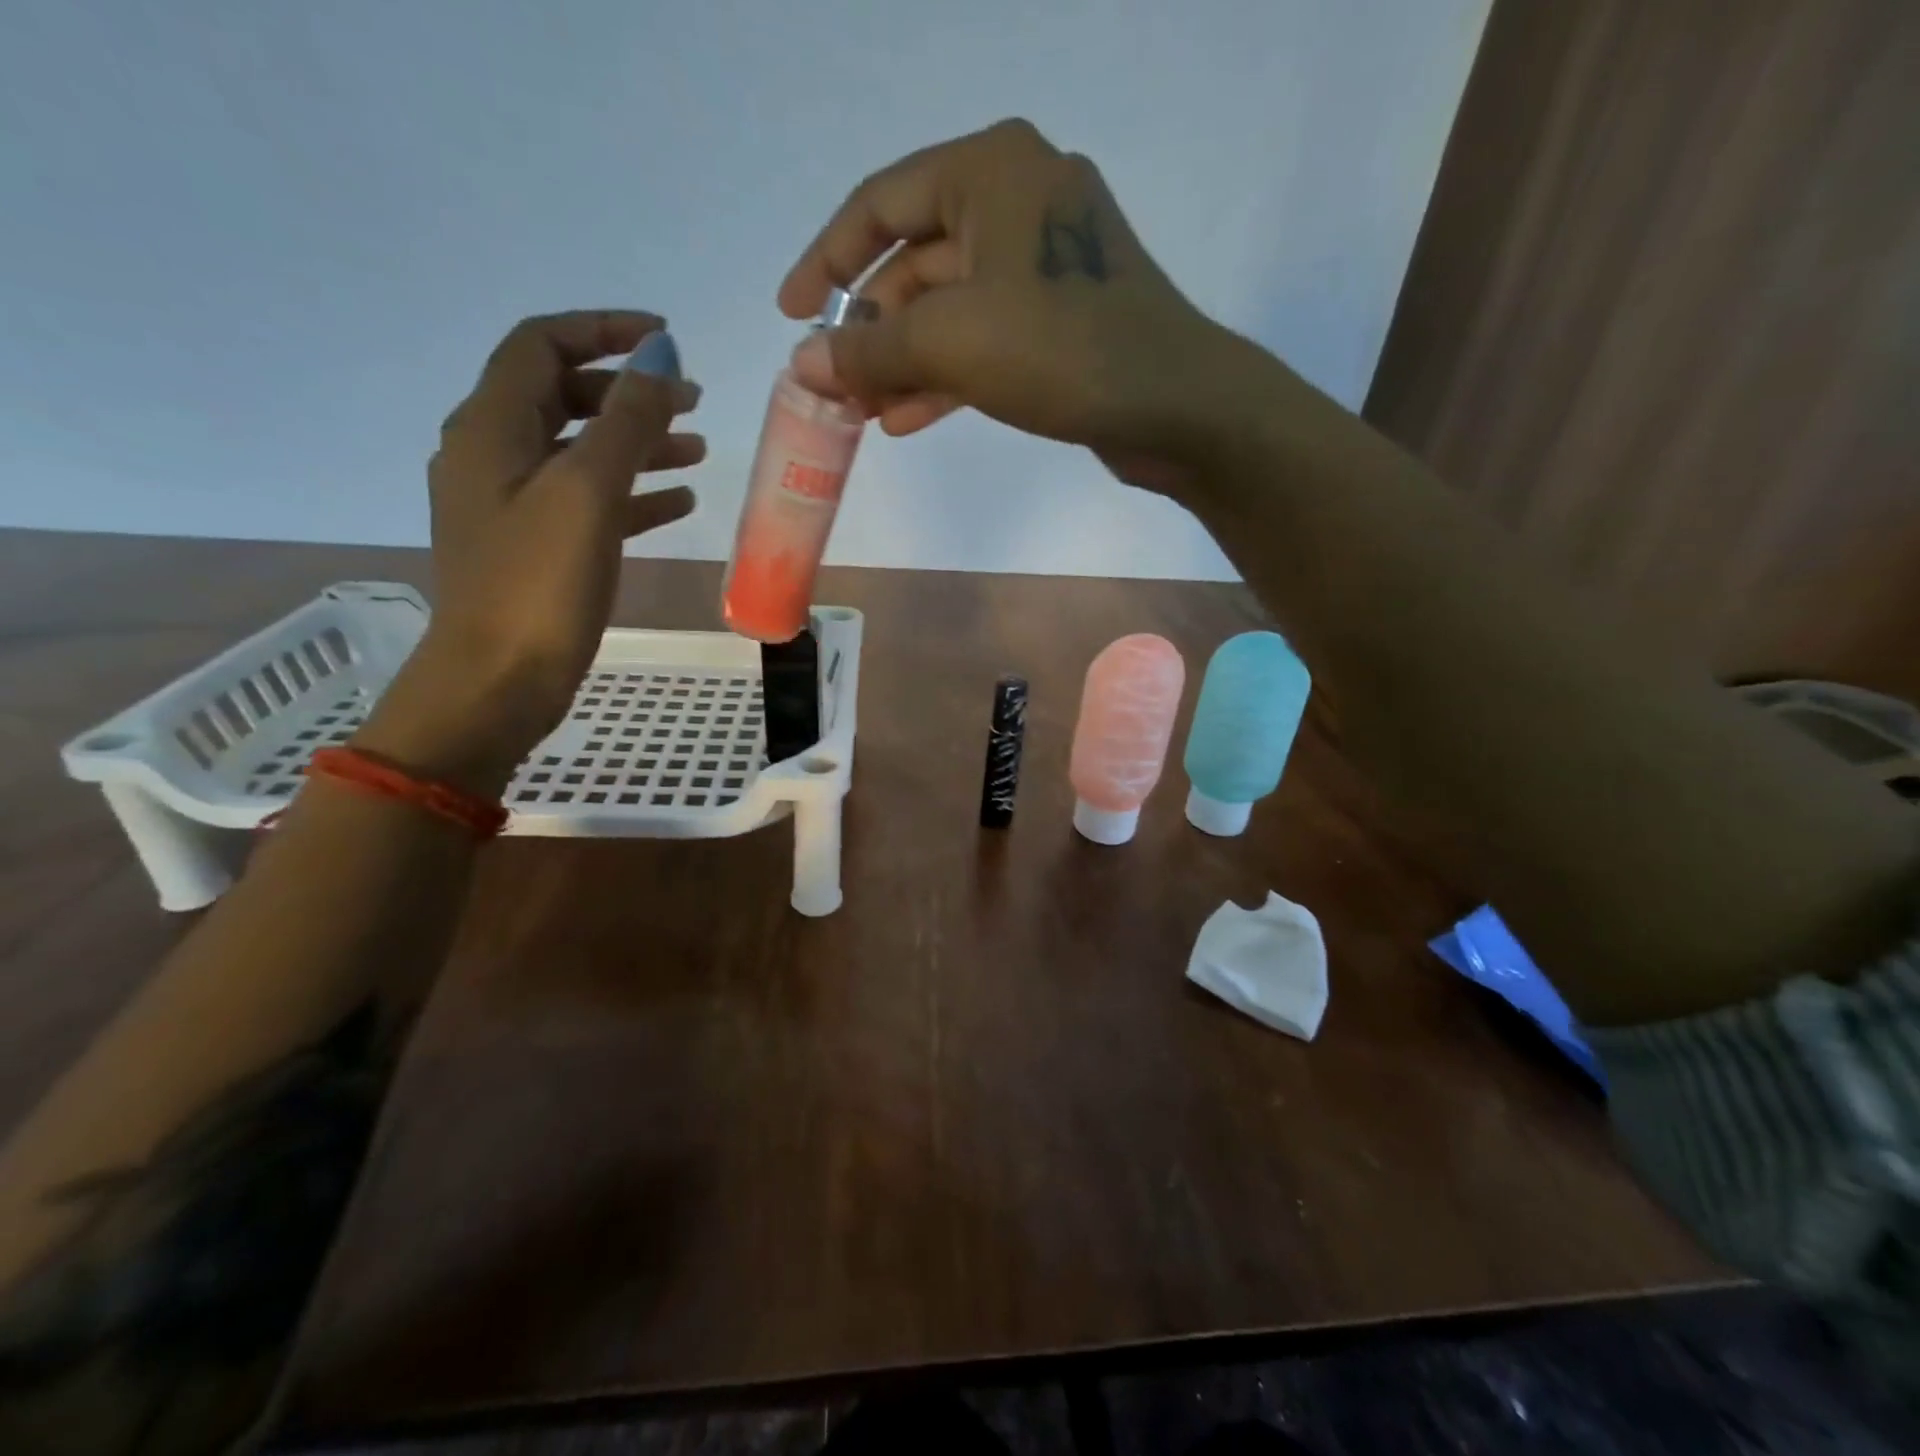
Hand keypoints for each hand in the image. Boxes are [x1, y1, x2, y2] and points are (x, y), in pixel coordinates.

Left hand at [356, 311, 703, 793]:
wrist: (498, 681)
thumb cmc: (539, 583)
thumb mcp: (587, 492)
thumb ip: (626, 421)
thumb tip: (660, 357)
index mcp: (491, 427)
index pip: (542, 344)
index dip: (603, 330)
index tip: (667, 339)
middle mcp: (494, 454)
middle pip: (563, 395)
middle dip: (629, 391)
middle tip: (693, 401)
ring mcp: (514, 505)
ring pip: (582, 451)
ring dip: (638, 443)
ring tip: (698, 450)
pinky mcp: (537, 547)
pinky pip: (589, 502)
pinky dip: (633, 493)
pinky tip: (678, 503)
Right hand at [778, 119, 1241, 491]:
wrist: (1174, 406)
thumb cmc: (1063, 349)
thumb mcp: (952, 343)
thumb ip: (871, 350)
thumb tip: (803, 365)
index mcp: (990, 171)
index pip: (880, 205)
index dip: (825, 260)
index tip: (790, 313)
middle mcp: (1016, 203)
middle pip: (914, 264)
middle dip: (869, 331)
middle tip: (832, 388)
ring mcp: (1041, 266)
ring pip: (947, 311)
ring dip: (901, 363)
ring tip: (861, 415)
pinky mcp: (1057, 321)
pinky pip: (982, 342)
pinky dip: (943, 378)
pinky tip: (904, 420)